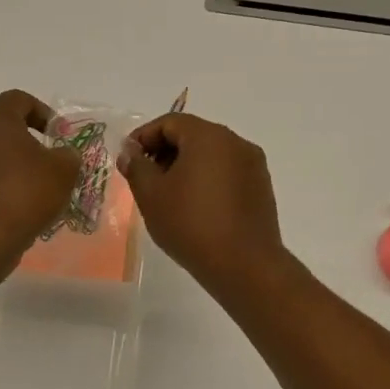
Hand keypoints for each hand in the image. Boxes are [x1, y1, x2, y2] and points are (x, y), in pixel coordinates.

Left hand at [0, 89, 78, 265]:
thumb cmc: (23, 194)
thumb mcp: (63, 171)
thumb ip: (69, 155)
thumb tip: (65, 155)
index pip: (20, 99)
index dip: (44, 112)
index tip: (60, 135)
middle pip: (3, 125)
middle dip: (29, 139)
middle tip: (51, 160)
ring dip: (14, 164)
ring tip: (37, 187)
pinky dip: (0, 184)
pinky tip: (18, 206)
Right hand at [117, 113, 287, 295]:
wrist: (244, 265)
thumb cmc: (191, 224)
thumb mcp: (151, 195)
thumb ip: (136, 167)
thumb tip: (130, 152)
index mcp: (208, 136)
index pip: (170, 122)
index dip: (144, 137)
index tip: (128, 159)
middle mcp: (235, 142)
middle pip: (193, 135)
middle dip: (164, 151)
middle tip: (145, 177)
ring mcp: (253, 165)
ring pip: (212, 154)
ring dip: (186, 166)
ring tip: (168, 194)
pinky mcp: (261, 187)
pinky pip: (227, 171)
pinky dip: (207, 179)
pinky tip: (195, 206)